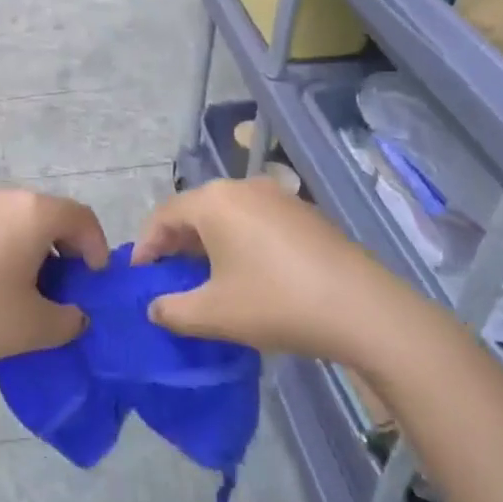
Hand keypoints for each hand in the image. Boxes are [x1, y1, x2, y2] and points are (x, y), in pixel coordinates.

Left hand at [0, 187, 110, 376]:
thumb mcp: (34, 327)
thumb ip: (68, 320)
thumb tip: (74, 315)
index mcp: (33, 212)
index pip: (81, 217)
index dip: (97, 247)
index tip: (94, 281)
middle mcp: (4, 197)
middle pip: (49, 215)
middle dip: (65, 249)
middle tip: (64, 288)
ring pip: (18, 221)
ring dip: (33, 249)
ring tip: (27, 290)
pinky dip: (3, 249)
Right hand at [133, 178, 397, 361]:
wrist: (362, 308)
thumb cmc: (276, 303)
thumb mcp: (214, 314)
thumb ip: (172, 310)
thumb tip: (155, 307)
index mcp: (215, 201)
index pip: (164, 215)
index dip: (146, 245)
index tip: (140, 275)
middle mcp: (243, 187)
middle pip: (196, 209)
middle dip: (176, 242)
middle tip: (168, 276)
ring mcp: (278, 196)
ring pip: (227, 213)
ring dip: (208, 241)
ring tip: (204, 277)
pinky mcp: (304, 212)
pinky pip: (256, 219)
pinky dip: (239, 239)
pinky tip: (247, 272)